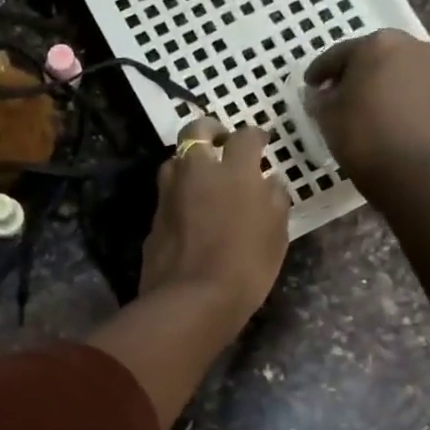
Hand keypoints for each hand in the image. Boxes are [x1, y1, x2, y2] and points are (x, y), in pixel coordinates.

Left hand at [140, 118, 290, 324]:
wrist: (191, 299)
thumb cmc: (245, 268)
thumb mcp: (276, 235)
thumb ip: (274, 200)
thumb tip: (269, 181)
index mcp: (234, 172)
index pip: (245, 137)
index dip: (255, 136)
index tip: (261, 141)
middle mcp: (196, 173)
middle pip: (195, 132)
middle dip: (209, 130)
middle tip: (220, 141)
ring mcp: (169, 194)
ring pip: (173, 161)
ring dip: (188, 162)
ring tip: (202, 177)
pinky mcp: (154, 218)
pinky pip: (166, 194)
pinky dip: (178, 193)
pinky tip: (189, 210)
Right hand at [304, 31, 429, 198]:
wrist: (413, 169)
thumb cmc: (362, 134)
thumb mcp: (326, 115)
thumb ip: (319, 98)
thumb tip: (320, 93)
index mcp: (377, 44)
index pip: (338, 54)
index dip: (319, 71)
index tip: (308, 86)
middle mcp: (410, 46)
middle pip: (372, 56)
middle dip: (352, 72)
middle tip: (335, 93)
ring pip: (396, 71)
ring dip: (377, 83)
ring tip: (361, 106)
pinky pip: (412, 89)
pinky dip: (396, 97)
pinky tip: (384, 117)